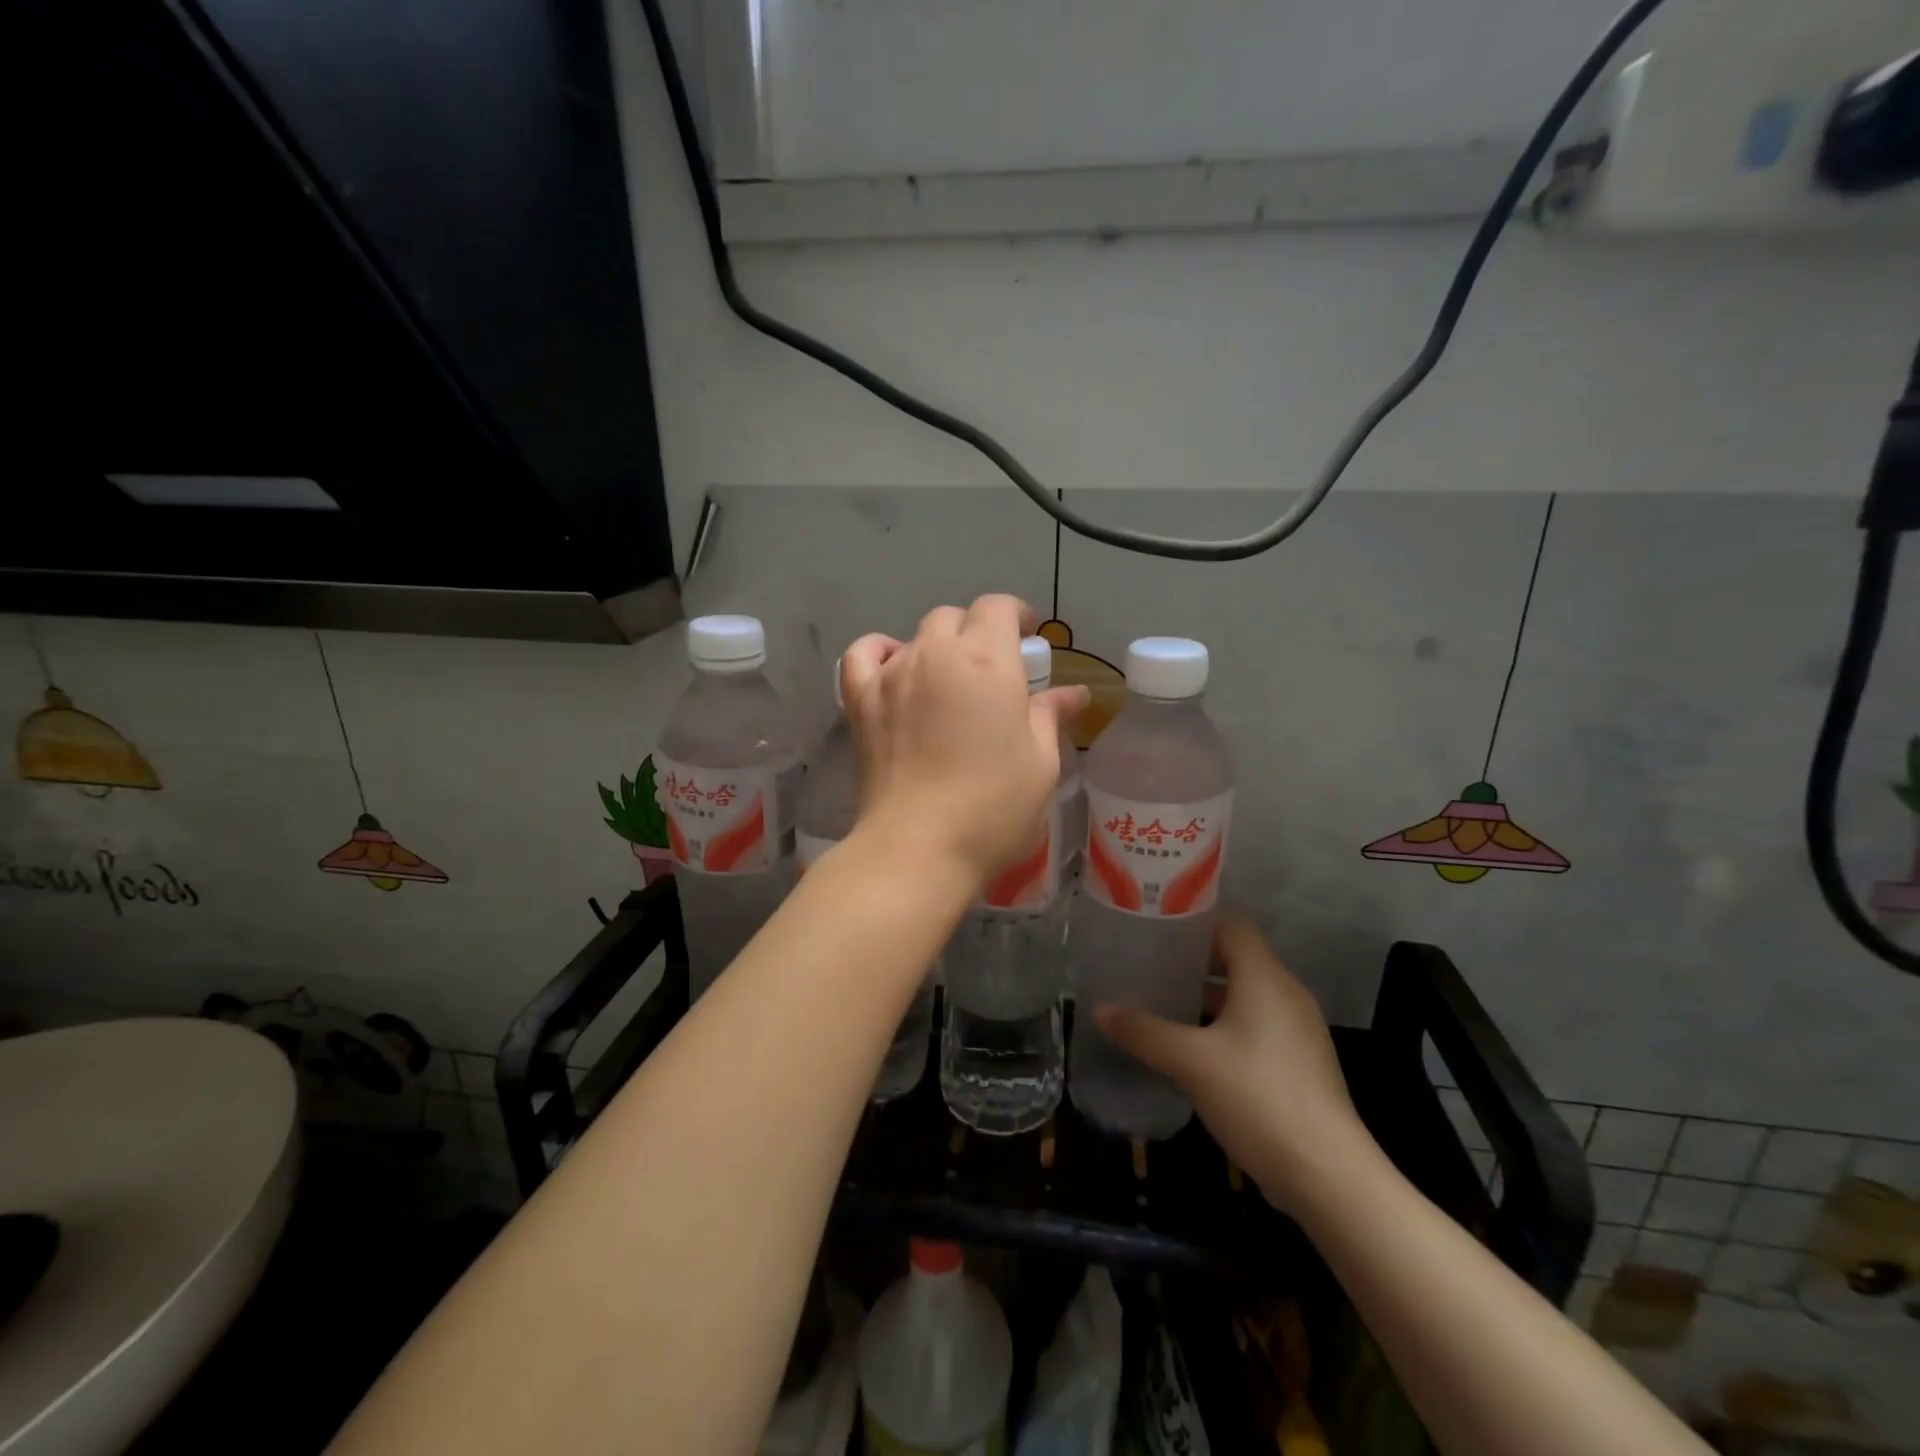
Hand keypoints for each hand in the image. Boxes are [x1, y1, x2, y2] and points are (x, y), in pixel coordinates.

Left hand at [841, 595, 1086, 890]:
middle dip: (977, 631)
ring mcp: (892, 675)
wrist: (918, 847)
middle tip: (993, 668)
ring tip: (949, 681)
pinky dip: (880, 652)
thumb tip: (1074, 692)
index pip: (997, 608)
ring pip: (915, 637)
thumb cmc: (993, 807)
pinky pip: (863, 655)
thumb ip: (1051, 716)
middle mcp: (936, 654)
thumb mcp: (1040, 763)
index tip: (1028, 635)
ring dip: (938, 647)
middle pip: (955, 618)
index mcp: (987, 661)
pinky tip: (894, 669)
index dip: (1015, 614)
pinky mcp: (860, 701)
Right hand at [1092, 915, 1375, 1217]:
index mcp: (1264, 977)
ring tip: (1161, 999)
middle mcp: (1286, 993)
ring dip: (1206, 995)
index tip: (1154, 924)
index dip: (1193, 920)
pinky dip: (1224, 1023)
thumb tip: (1099, 1009)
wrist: (1327, 1175)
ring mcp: (1297, 1030)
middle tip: (1147, 962)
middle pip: (1236, 958)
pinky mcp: (1299, 1062)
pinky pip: (1255, 1024)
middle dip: (1191, 959)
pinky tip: (1192, 1045)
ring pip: (1245, 994)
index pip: (1230, 924)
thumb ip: (1143, 1031)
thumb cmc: (1257, 1097)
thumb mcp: (1190, 1061)